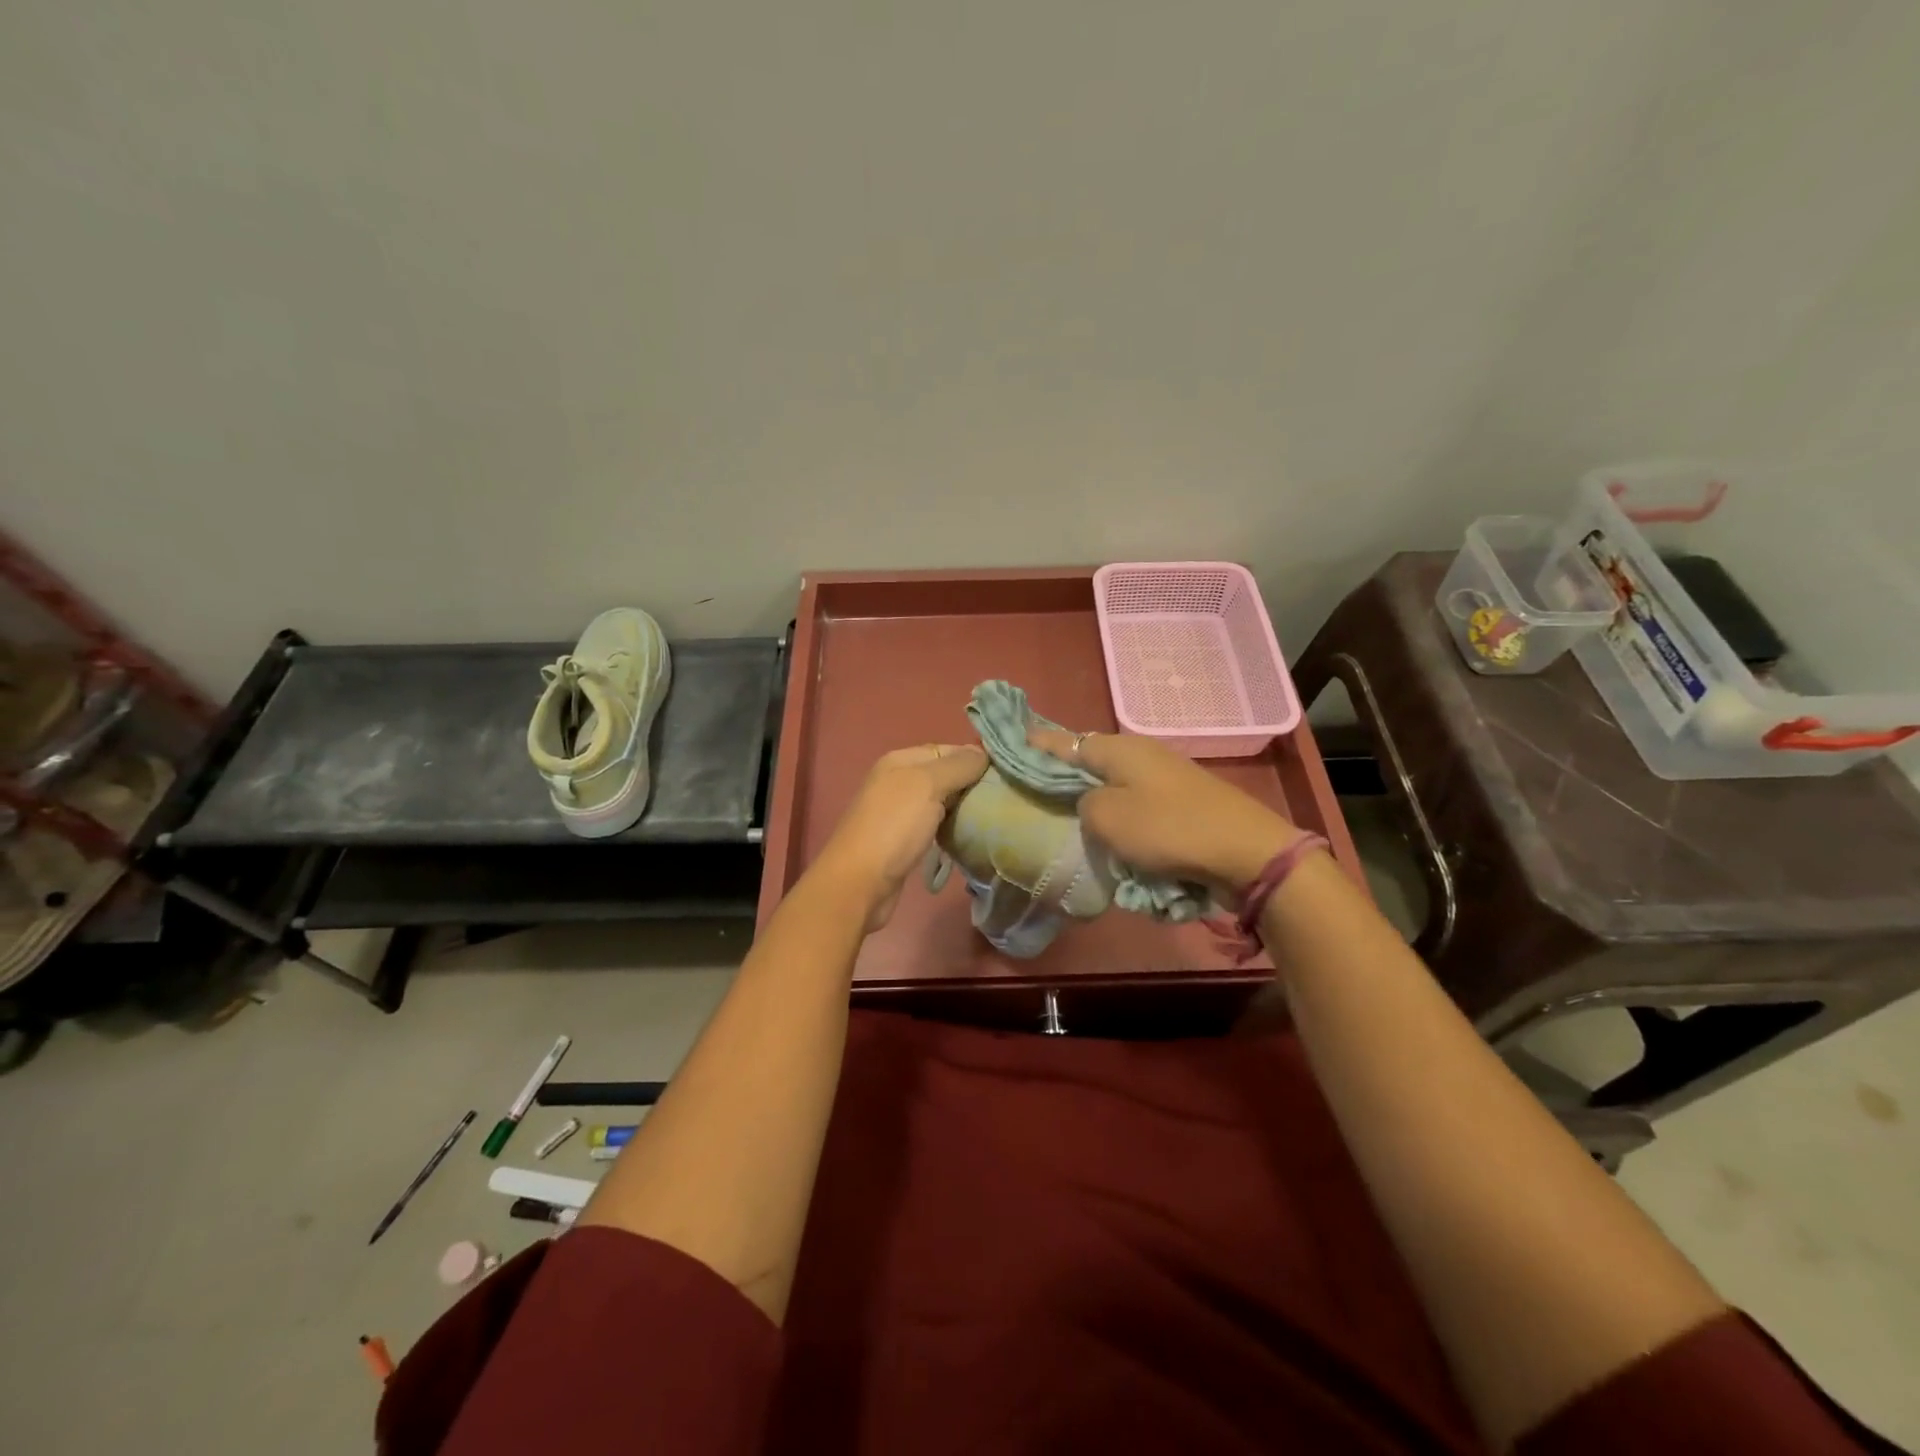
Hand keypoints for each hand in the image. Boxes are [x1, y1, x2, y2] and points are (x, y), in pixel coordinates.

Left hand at [810, 744, 988, 930]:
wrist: (860, 882)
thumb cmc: (894, 827)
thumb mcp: (928, 785)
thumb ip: (957, 766)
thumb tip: (983, 753)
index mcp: (900, 760)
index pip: (946, 749)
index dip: (973, 758)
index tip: (1004, 774)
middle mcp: (897, 781)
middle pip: (944, 775)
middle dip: (971, 784)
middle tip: (1003, 797)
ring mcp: (898, 812)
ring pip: (940, 801)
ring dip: (963, 807)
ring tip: (992, 815)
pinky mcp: (902, 840)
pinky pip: (934, 824)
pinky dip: (950, 827)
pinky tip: (968, 835)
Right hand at [1027, 726, 1301, 895]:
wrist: (1244, 850)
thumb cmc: (1167, 829)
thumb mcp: (1106, 818)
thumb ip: (1082, 805)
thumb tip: (1089, 803)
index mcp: (1117, 748)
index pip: (1064, 741)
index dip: (1037, 745)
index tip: (1013, 746)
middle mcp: (1139, 753)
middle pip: (1089, 762)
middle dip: (1063, 776)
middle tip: (1037, 795)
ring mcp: (1164, 776)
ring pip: (1113, 785)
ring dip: (1093, 801)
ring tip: (1070, 822)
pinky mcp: (1180, 801)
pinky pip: (1136, 804)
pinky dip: (1121, 817)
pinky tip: (1112, 837)